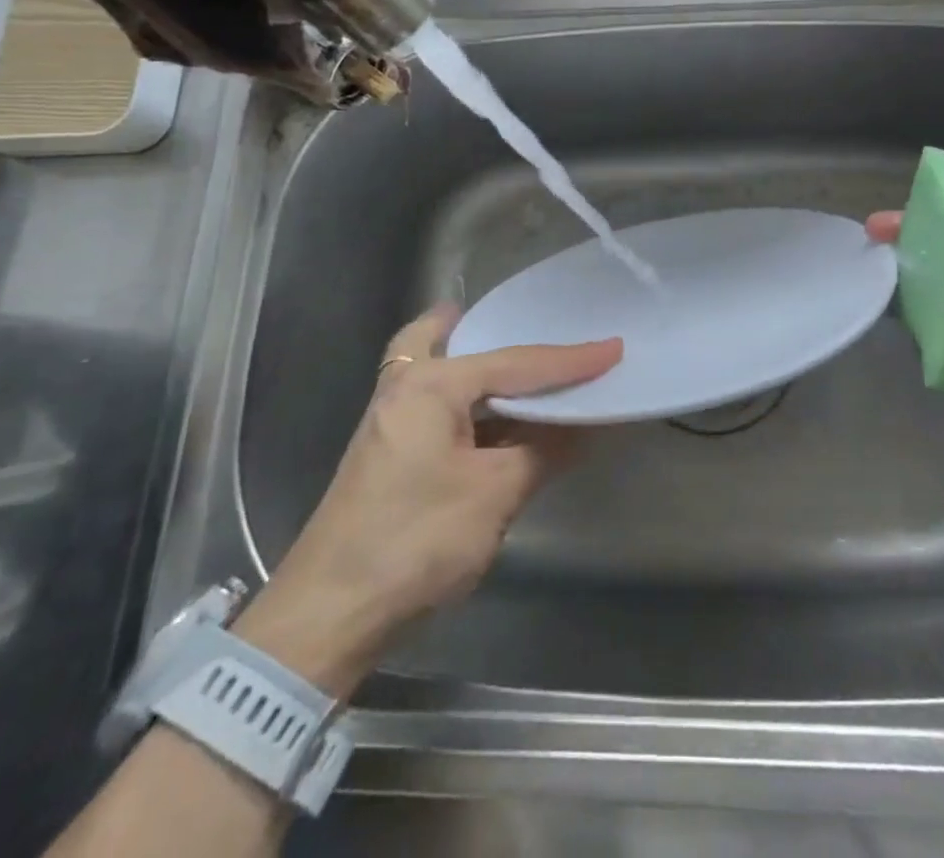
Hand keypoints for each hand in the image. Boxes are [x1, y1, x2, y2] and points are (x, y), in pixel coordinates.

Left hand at [233, 308, 620, 694]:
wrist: (329, 615)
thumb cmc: (415, 542)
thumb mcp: (494, 494)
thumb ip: (544, 450)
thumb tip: (585, 424)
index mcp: (429, 384)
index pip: (515, 362)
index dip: (569, 360)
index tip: (613, 348)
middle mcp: (405, 386)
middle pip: (459, 340)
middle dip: (499, 331)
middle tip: (547, 327)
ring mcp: (392, 418)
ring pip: (443, 368)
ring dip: (484, 367)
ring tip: (531, 368)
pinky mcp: (392, 450)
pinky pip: (440, 402)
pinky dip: (472, 399)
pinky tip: (500, 417)